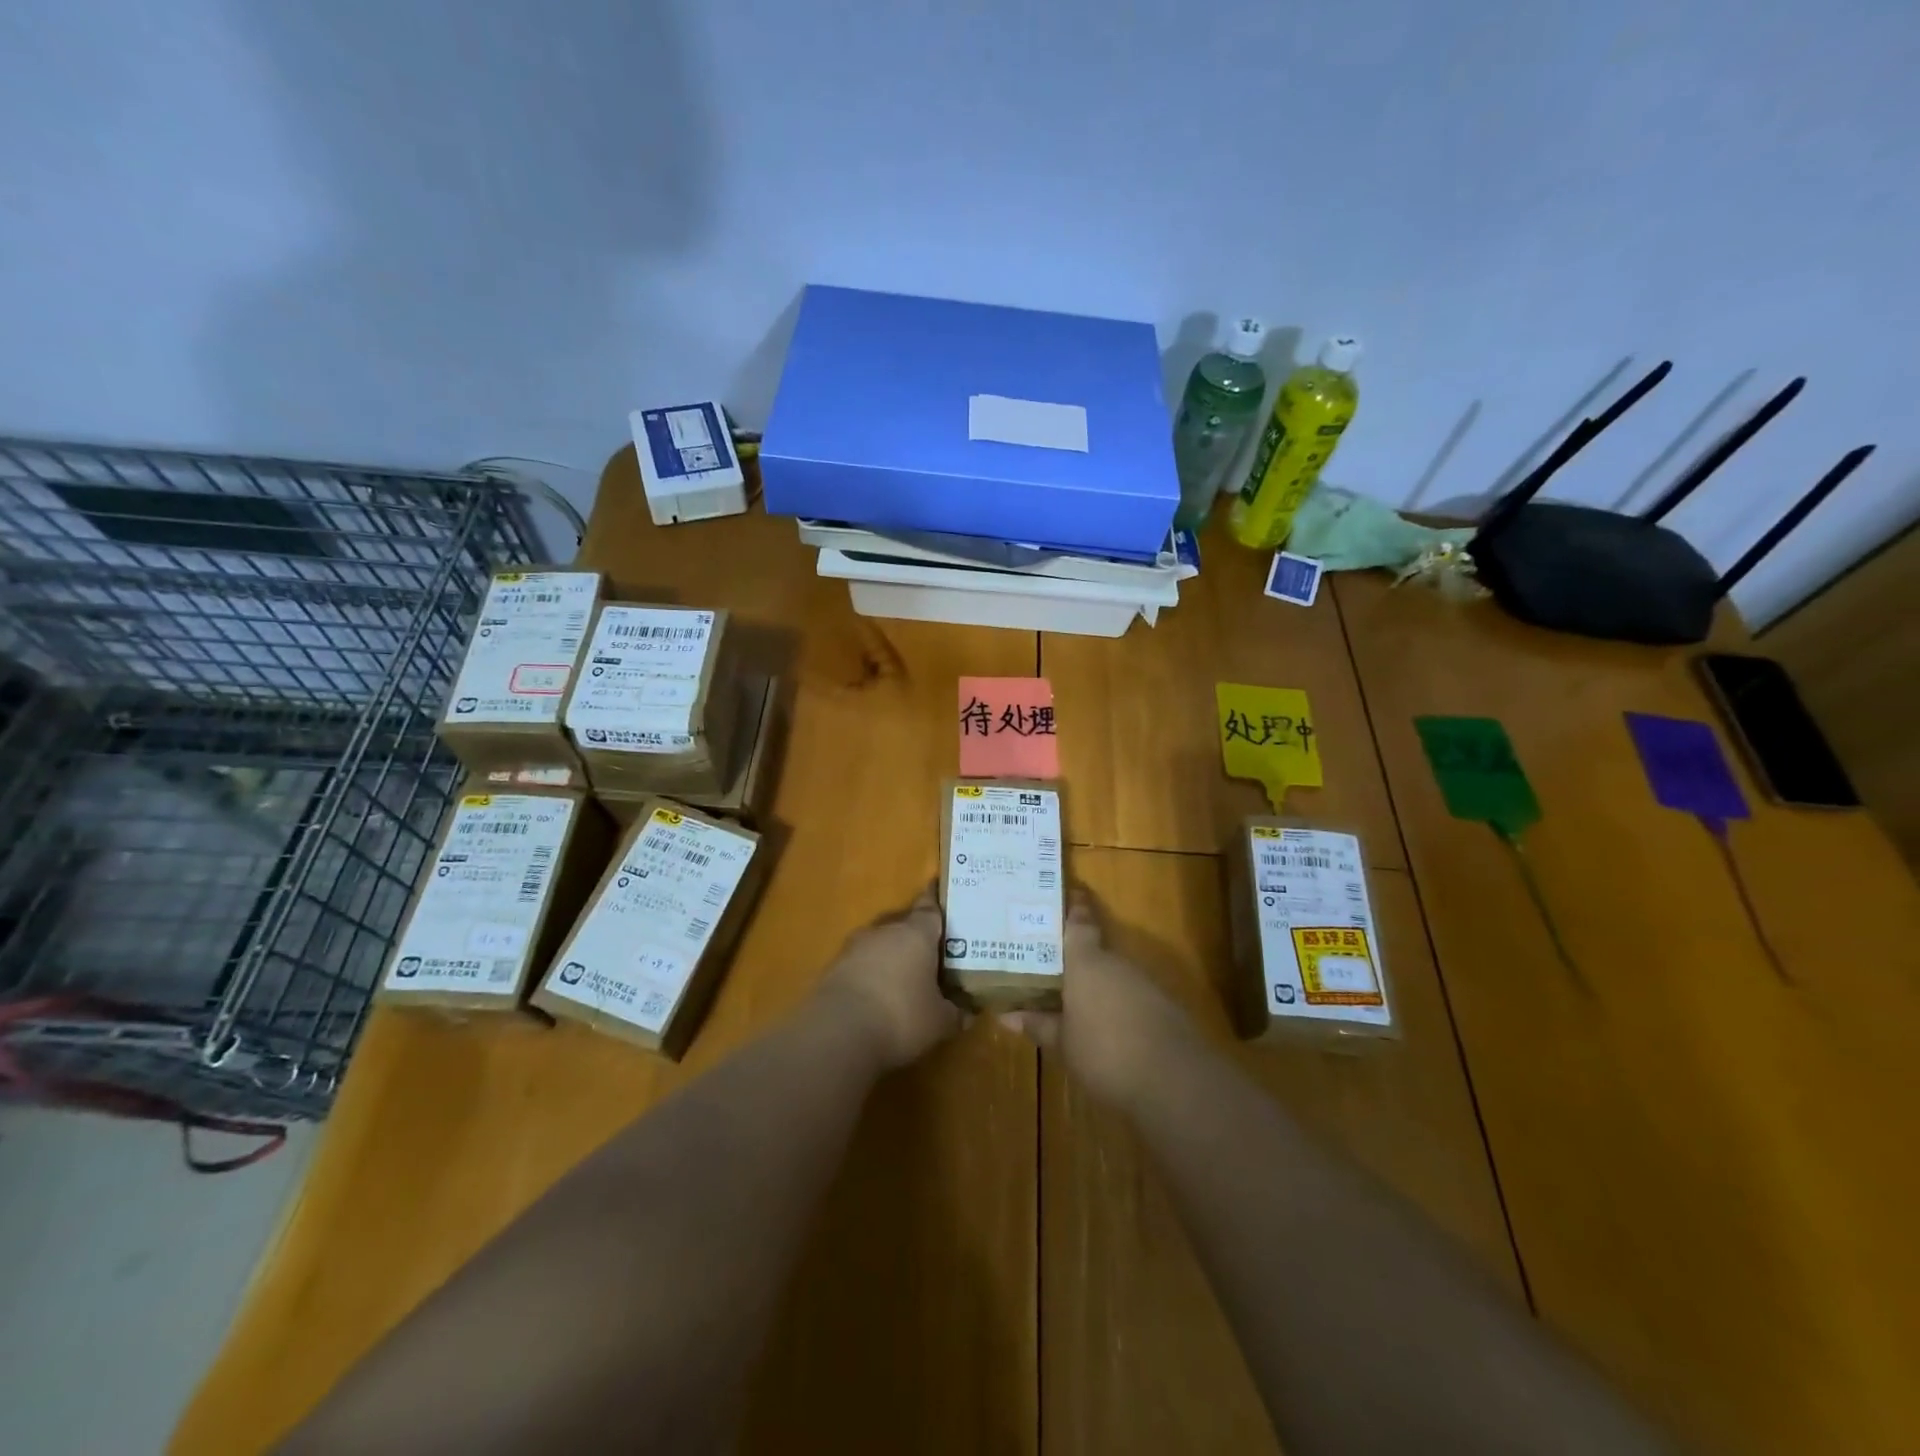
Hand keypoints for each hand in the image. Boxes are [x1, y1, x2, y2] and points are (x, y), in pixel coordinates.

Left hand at [818, 888, 959, 1070]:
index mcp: (916, 933)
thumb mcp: (939, 1021)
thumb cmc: (901, 1016)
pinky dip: (871, 974)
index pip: (930, 908)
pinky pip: (861, 964)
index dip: (936, 902)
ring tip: (905, 977)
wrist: (839, 1032)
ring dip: (891, 956)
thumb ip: (956, 1012)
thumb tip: (969, 1011)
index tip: (940, 893)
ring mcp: (855, 947)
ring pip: (880, 944)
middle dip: (917, 937)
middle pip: (905, 925)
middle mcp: (885, 931)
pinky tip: (878, 996)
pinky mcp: (834, 968)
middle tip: (932, 953)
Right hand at [1000, 890, 1194, 1106]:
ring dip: (1100, 987)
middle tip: (1058, 968)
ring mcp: (1145, 985)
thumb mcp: (1063, 1043)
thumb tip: (1007, 1016)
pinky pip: (1134, 998)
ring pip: (1116, 977)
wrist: (1173, 1079)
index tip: (1073, 893)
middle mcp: (1117, 964)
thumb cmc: (1104, 1052)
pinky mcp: (1165, 1008)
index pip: (1080, 925)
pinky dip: (1120, 1007)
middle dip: (1080, 960)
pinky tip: (1110, 1029)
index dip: (1076, 909)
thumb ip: (1039, 1025)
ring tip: (1079, 1004)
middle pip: (1097, 952)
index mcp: (1087, 963)